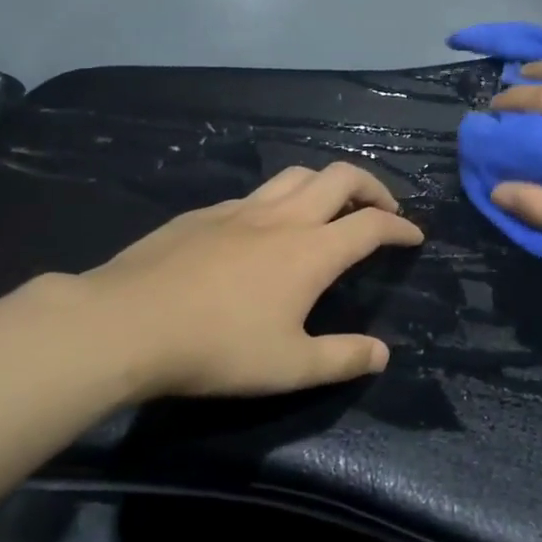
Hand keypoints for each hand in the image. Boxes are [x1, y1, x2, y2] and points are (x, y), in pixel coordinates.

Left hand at [35, 162, 423, 400]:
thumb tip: (382, 353)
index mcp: (312, 251)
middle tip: (382, 208)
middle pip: (340, 176)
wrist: (127, 323)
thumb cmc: (216, 348)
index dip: (400, 226)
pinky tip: (264, 229)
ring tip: (331, 207)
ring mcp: (240, 210)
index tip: (414, 236)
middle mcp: (283, 218)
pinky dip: (279, 200)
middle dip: (372, 186)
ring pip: (297, 175)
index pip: (371, 224)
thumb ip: (342, 358)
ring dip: (326, 183)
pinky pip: (256, 194)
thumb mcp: (289, 367)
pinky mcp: (204, 213)